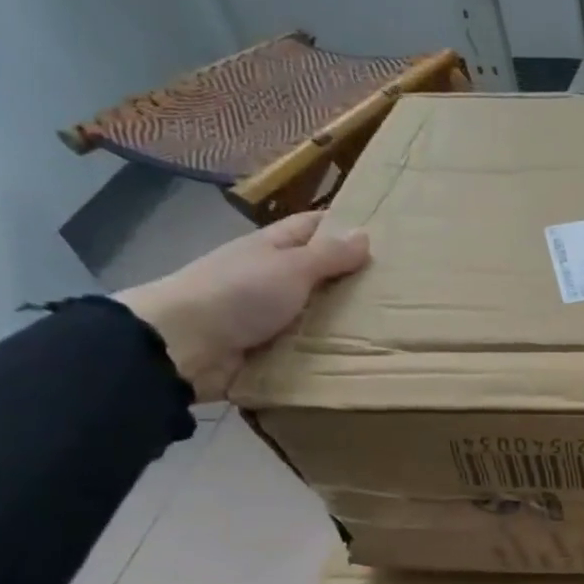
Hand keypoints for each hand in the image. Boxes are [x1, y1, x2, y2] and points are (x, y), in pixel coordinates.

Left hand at [115, 209, 370, 401]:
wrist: (183, 345)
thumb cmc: (238, 293)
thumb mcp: (291, 267)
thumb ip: (328, 255)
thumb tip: (365, 234)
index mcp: (272, 248)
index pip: (312, 227)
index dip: (342, 226)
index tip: (383, 236)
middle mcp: (269, 277)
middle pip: (317, 273)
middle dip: (352, 279)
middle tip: (400, 290)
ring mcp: (266, 314)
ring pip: (314, 313)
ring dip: (342, 321)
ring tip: (390, 329)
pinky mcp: (265, 349)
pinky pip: (304, 347)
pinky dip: (325, 351)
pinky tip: (358, 357)